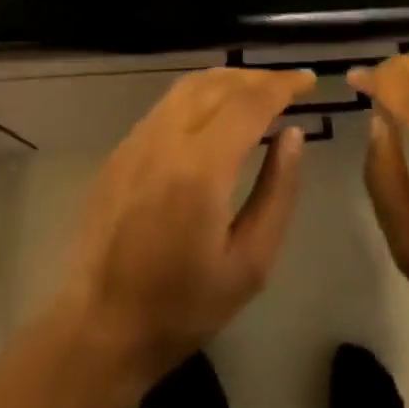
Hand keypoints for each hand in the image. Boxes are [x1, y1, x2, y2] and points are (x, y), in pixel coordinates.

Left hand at [53, 67, 314, 382]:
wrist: (99, 329)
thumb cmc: (183, 306)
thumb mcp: (250, 265)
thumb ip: (277, 192)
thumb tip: (293, 135)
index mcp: (201, 168)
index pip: (249, 102)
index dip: (283, 84)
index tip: (309, 80)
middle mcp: (167, 138)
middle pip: (220, 84)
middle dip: (259, 78)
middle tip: (289, 86)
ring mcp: (139, 138)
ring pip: (191, 84)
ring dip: (230, 79)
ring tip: (258, 90)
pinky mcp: (123, 147)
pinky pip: (170, 101)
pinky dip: (202, 92)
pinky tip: (216, 109)